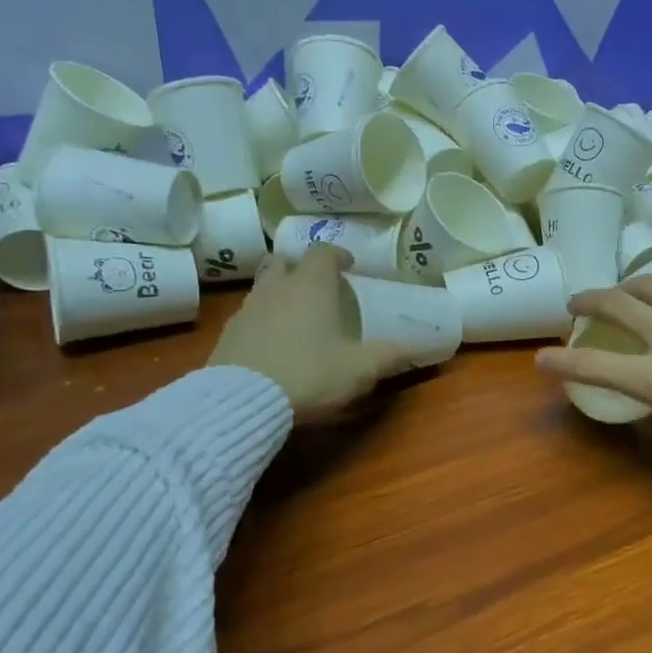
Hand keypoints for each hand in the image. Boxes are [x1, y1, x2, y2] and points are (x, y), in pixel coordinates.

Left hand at [209, 245, 406, 420]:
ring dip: (280, 293)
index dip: (337, 255)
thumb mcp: (360, 368)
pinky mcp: (228, 333)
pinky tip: (273, 343)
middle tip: (319, 286)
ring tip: (297, 315)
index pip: (323, 252)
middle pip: (285, 261)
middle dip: (302, 268)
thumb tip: (423, 346)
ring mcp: (248, 308)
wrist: (243, 400)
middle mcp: (277, 287)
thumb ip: (392, 355)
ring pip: (264, 286)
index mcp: (312, 285)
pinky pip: (249, 315)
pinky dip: (263, 320)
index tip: (349, 266)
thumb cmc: (310, 373)